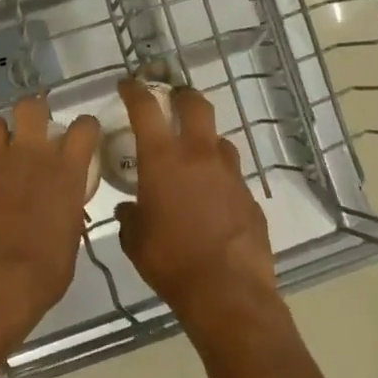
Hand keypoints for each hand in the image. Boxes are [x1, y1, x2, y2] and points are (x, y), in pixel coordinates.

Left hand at [0, 96, 101, 350]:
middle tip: (29, 132)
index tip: (79, 136)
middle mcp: (29, 156)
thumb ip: (64, 213)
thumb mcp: (68, 241)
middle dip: (30, 113)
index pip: (83, 129)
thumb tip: (57, 212)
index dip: (82, 128)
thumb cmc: (41, 274)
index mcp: (65, 173)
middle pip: (31, 108)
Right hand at [115, 79, 276, 319]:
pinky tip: (213, 199)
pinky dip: (220, 177)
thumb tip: (129, 209)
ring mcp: (230, 175)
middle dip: (183, 95)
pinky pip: (233, 176)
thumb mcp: (135, 239)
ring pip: (219, 140)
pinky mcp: (250, 198)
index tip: (128, 84)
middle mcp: (198, 156)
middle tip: (173, 98)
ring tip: (194, 154)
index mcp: (162, 160)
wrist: (228, 293)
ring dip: (205, 139)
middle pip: (196, 106)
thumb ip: (130, 216)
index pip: (146, 108)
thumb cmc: (170, 261)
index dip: (135, 91)